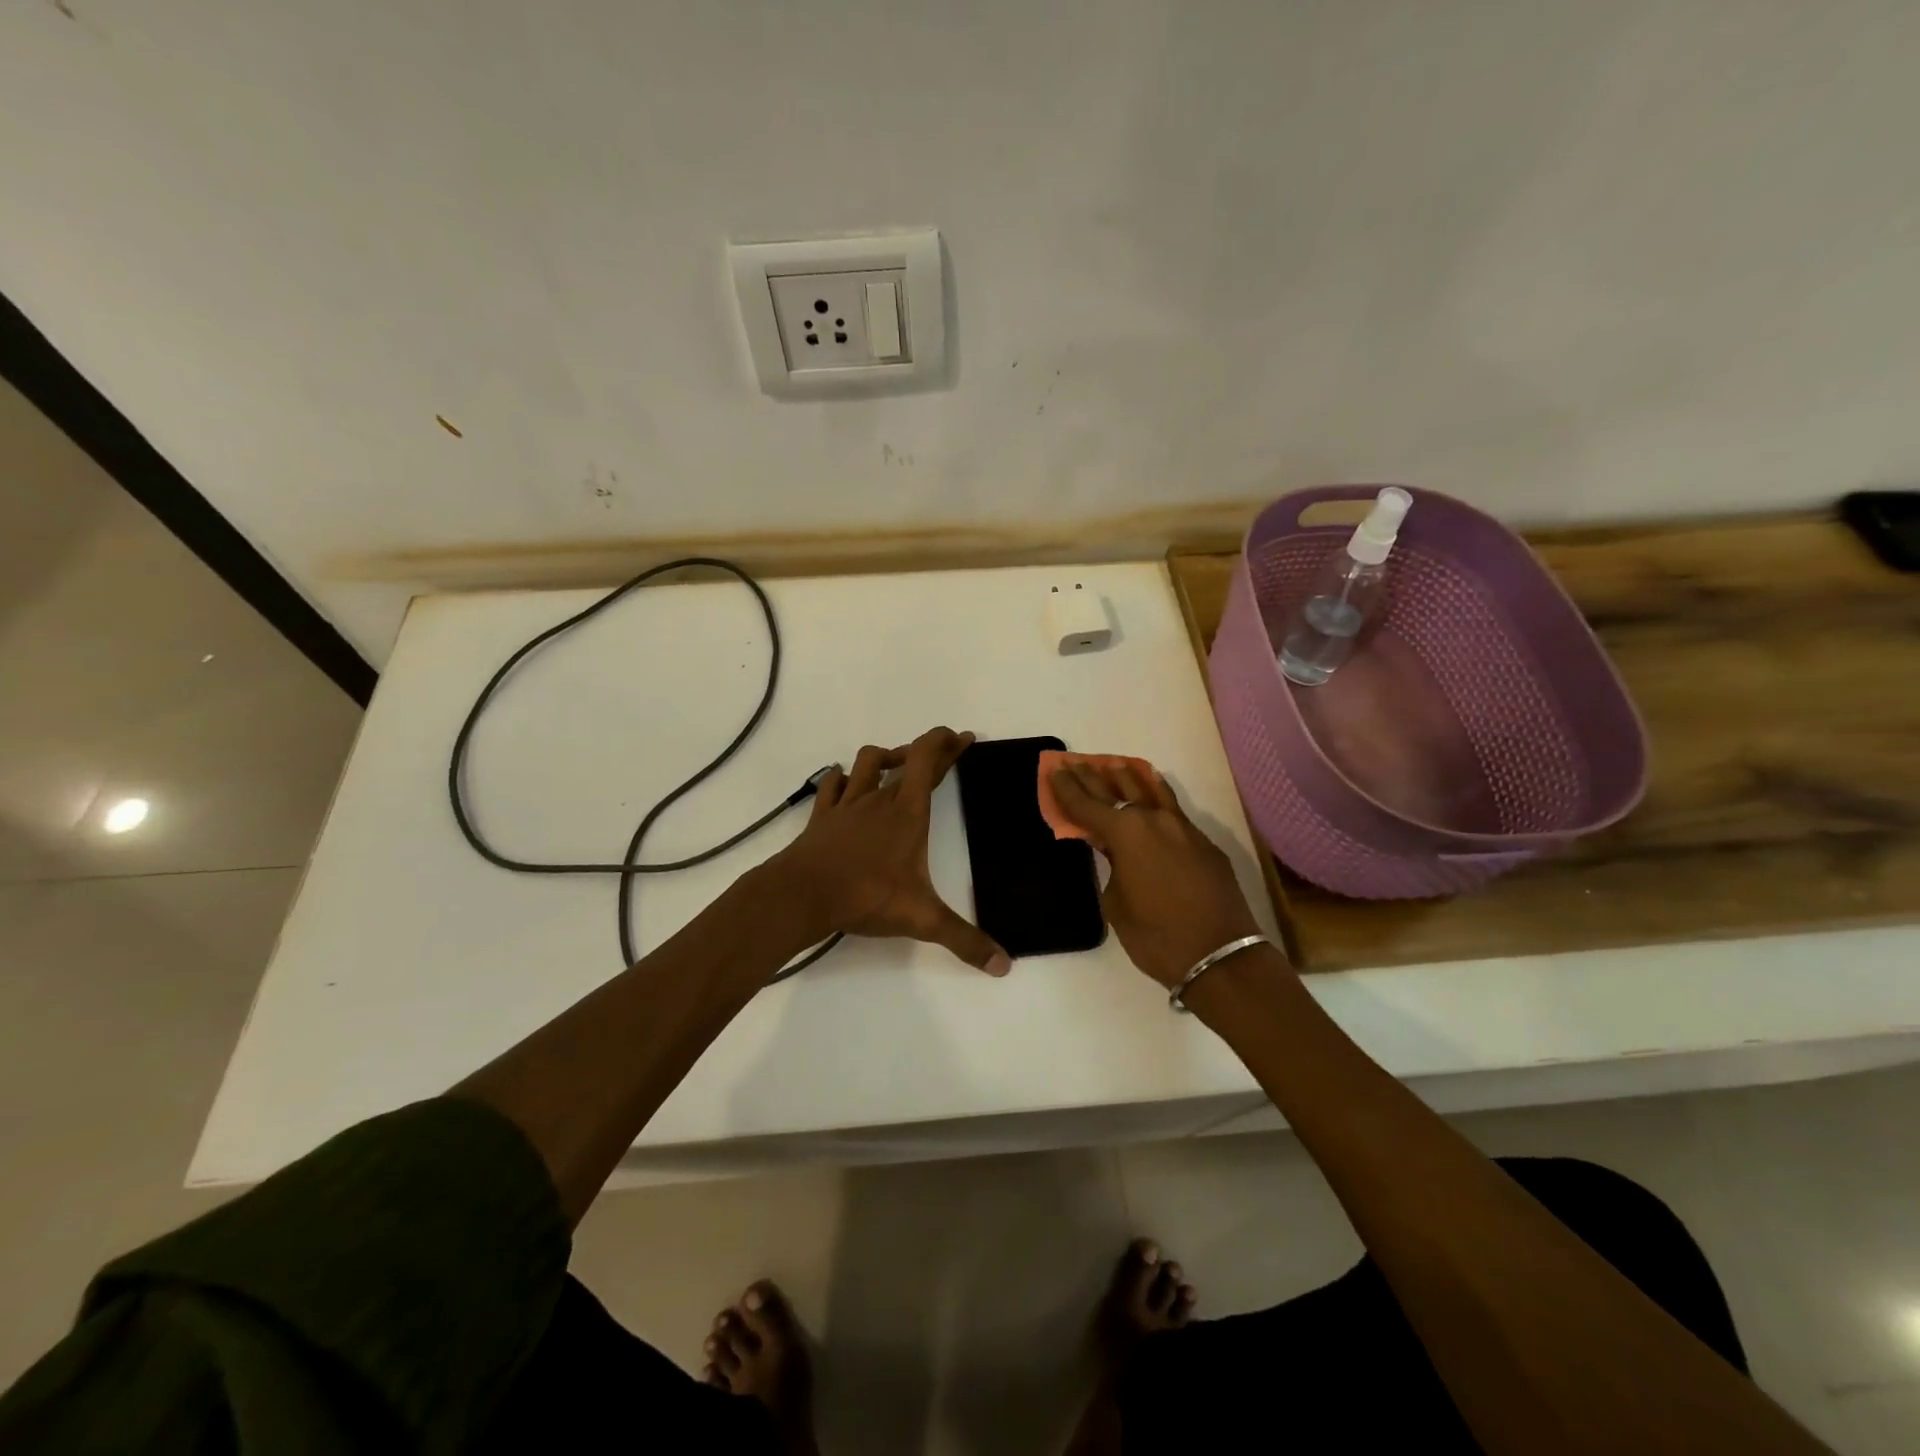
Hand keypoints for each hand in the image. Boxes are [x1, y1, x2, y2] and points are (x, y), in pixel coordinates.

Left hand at [770, 727, 1009, 975]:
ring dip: (885, 757)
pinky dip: (843, 778)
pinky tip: (846, 783)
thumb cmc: (865, 896)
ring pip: (867, 762)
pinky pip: (833, 784)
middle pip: (906, 760)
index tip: (963, 737)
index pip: (928, 759)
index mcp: (907, 812)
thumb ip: (964, 940)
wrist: (802, 895)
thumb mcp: (922, 920)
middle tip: (946, 751)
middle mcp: (878, 799)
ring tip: (897, 765)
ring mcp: (847, 804)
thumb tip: (1004, 965)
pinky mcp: (822, 816)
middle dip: (928, 752)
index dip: (947, 743)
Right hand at [1048, 761, 1262, 987]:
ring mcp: (1183, 828)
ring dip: (1128, 777)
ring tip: (1113, 764)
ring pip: (1150, 791)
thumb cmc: (1156, 935)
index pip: (1087, 805)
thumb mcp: (1116, 903)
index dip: (1066, 788)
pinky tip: (1153, 787)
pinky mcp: (1203, 842)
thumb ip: (1111, 867)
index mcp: (1125, 834)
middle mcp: (1153, 820)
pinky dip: (1157, 794)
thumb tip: (1116, 853)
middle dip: (1093, 778)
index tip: (1053, 770)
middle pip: (1116, 792)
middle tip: (1074, 763)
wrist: (1220, 956)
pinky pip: (1173, 808)